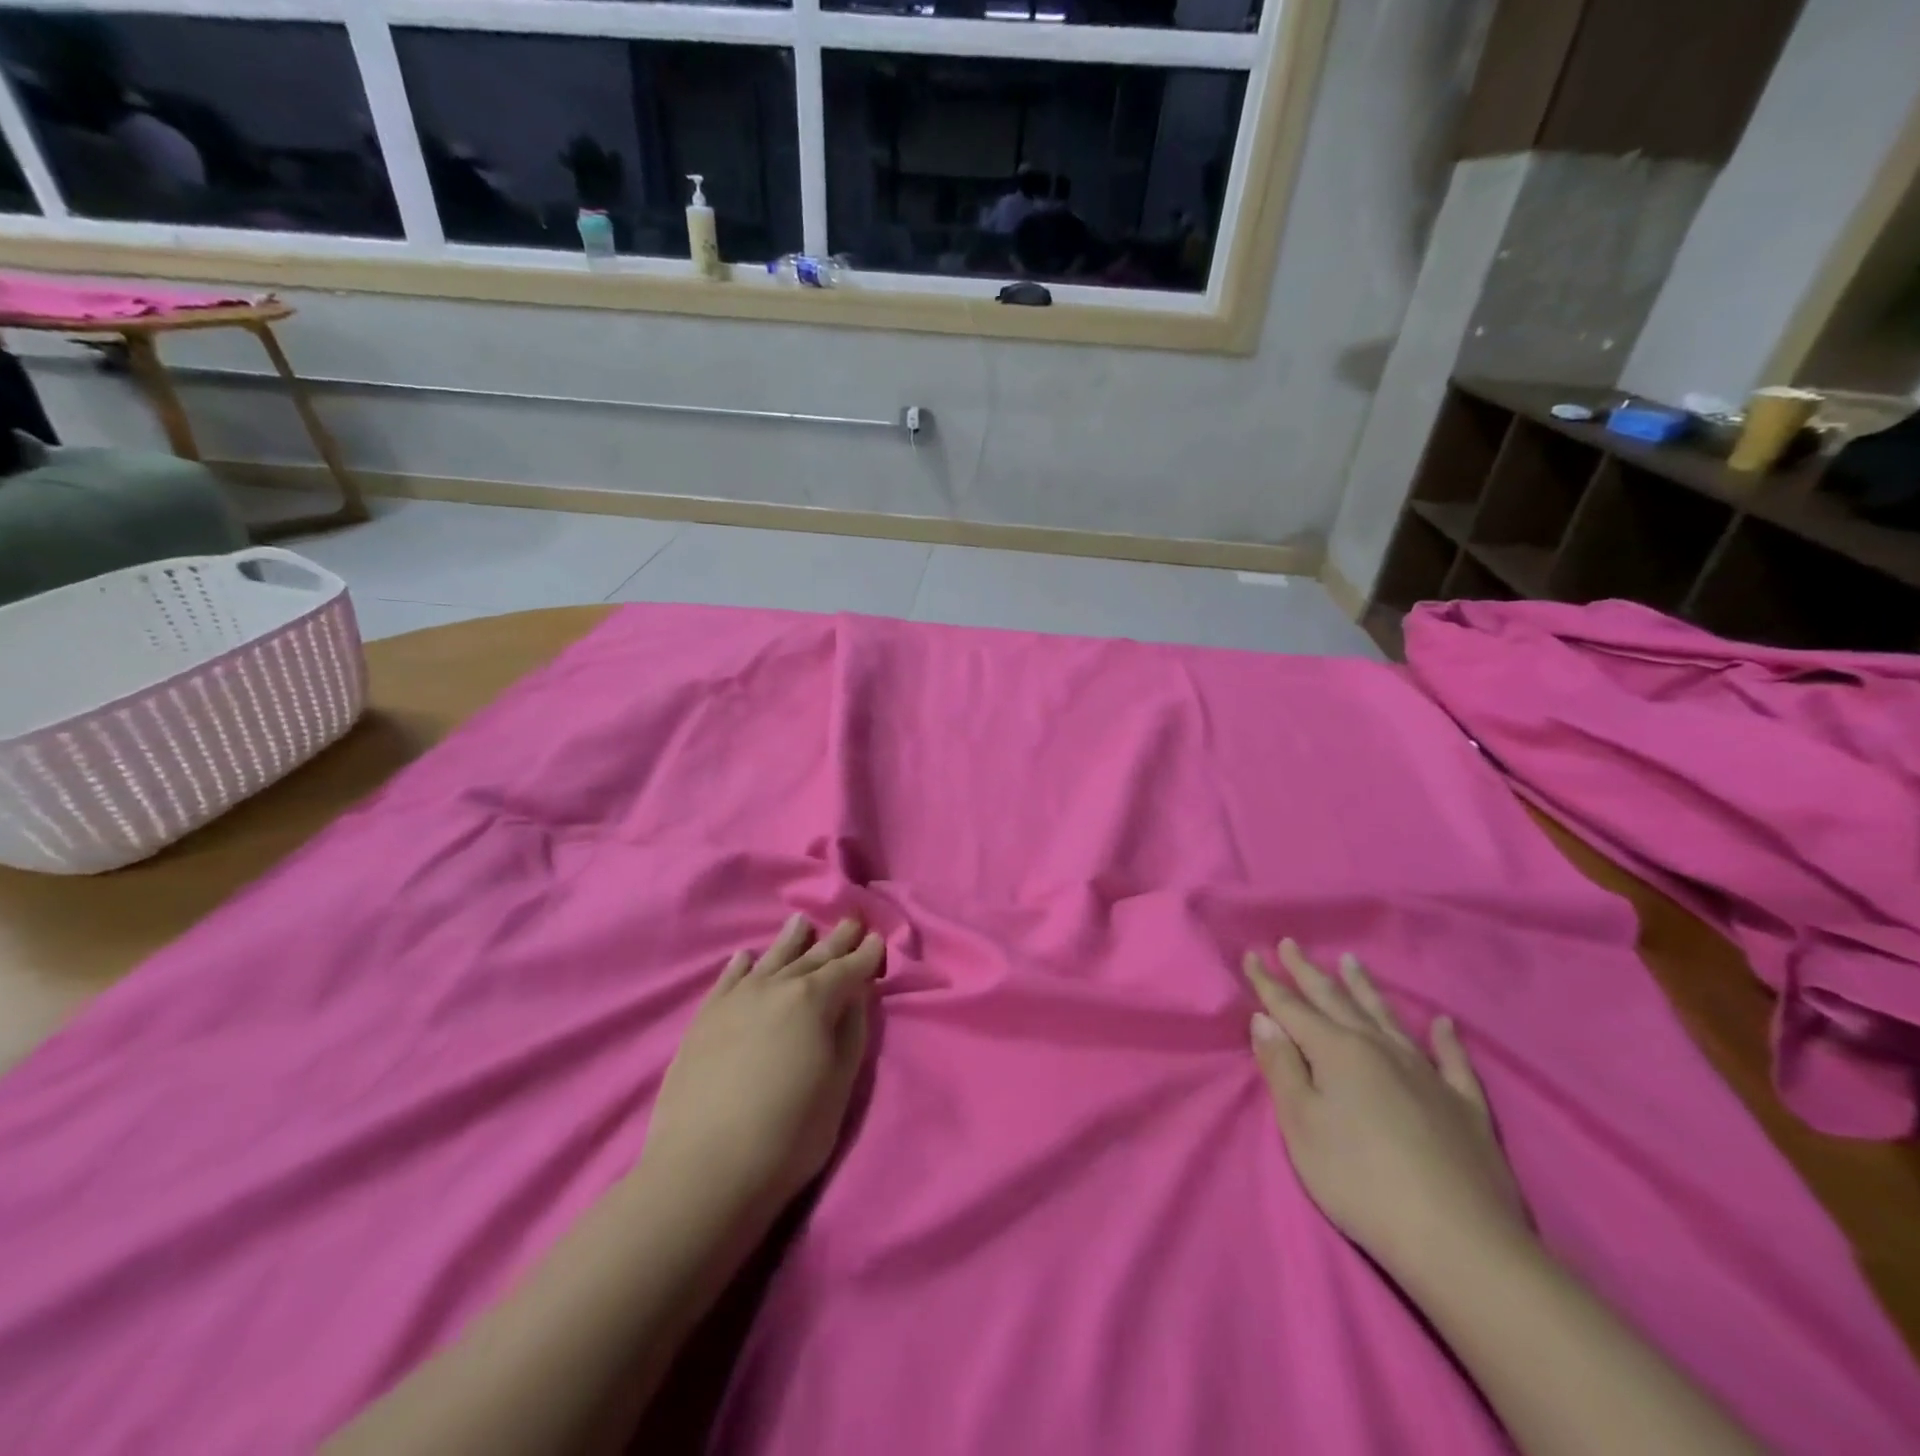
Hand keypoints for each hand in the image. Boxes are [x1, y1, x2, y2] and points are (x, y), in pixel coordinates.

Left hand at [643, 916, 883, 1219]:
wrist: (704, 1169)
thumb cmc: (788, 1134)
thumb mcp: (839, 1086)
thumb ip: (851, 1033)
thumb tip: (857, 995)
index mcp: (814, 1000)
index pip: (848, 969)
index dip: (866, 955)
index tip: (878, 940)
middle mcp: (775, 987)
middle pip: (813, 957)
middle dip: (836, 940)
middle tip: (851, 921)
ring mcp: (736, 1000)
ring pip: (770, 959)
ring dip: (790, 940)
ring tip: (801, 921)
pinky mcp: (705, 1019)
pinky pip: (728, 980)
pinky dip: (742, 965)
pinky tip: (746, 957)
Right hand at [1243, 939, 1529, 1283]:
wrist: (1459, 1241)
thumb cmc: (1359, 1181)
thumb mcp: (1301, 1126)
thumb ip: (1282, 1068)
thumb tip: (1264, 1019)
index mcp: (1337, 1052)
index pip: (1292, 1007)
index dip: (1268, 982)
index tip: (1251, 953)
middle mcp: (1380, 1049)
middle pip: (1337, 1001)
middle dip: (1309, 972)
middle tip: (1291, 944)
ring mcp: (1427, 1074)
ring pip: (1388, 1018)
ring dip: (1366, 988)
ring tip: (1352, 961)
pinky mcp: (1465, 1106)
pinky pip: (1452, 1061)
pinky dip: (1445, 1039)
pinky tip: (1443, 1023)